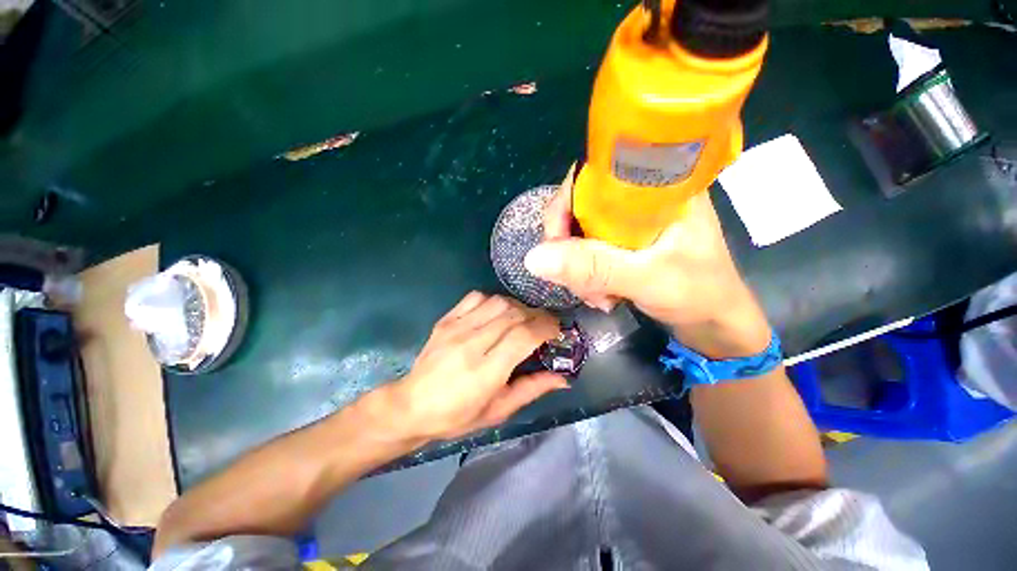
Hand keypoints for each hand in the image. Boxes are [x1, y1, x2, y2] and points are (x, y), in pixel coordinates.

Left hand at [387, 292, 567, 441]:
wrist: (411, 406)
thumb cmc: (457, 416)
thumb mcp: (498, 411)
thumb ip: (531, 389)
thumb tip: (563, 378)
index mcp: (485, 372)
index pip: (523, 336)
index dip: (546, 327)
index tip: (556, 330)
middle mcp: (471, 344)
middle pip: (514, 314)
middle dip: (536, 315)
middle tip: (544, 325)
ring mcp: (455, 328)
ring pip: (498, 301)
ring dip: (517, 307)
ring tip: (522, 319)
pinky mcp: (445, 319)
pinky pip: (476, 297)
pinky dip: (493, 300)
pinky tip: (496, 313)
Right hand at [525, 164, 769, 358]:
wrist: (715, 322)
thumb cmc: (698, 294)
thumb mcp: (646, 279)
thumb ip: (593, 268)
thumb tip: (533, 258)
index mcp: (658, 187)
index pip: (595, 175)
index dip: (565, 205)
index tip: (557, 244)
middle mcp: (641, 198)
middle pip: (581, 207)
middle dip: (572, 249)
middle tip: (580, 283)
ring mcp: (631, 222)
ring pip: (581, 233)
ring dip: (579, 268)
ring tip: (598, 298)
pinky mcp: (625, 242)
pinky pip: (590, 250)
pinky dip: (587, 274)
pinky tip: (600, 295)